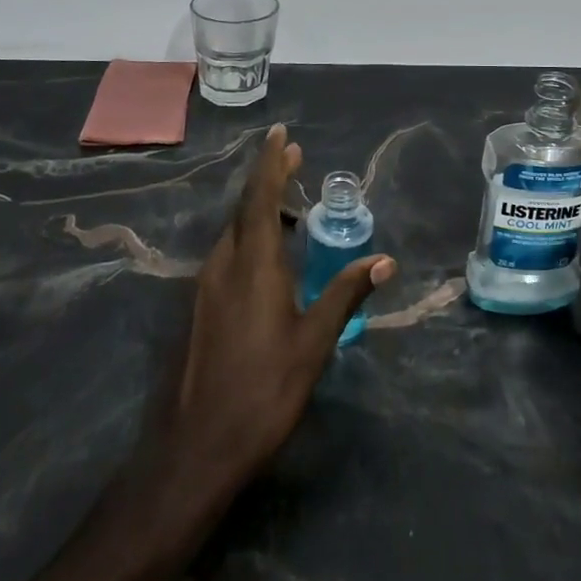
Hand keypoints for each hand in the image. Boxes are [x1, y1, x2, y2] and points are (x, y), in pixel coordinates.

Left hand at [158, 125, 395, 486]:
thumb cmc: (263, 390)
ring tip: (290, 205)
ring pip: (234, 231)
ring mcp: (206, 286)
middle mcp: (224, 264)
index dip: (271, 162)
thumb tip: (384, 260)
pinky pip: (228, 254)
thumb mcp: (314, 342)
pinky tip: (269, 257)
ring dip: (259, 208)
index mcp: (253, 263)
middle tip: (295, 159)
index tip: (281, 133)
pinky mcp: (199, 307)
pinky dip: (250, 236)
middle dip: (269, 179)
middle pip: (245, 207)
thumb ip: (346, 293)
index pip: (260, 196)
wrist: (197, 447)